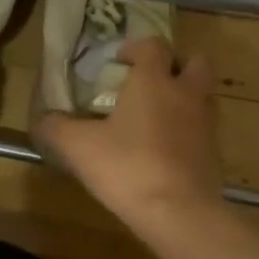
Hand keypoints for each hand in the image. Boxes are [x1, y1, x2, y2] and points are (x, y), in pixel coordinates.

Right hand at [35, 36, 223, 234]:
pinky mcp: (215, 153)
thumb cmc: (127, 167)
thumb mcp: (78, 147)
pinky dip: (189, 132)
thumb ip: (56, 128)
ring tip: (157, 118)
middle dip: (175, 66)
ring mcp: (207, 124)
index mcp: (154, 81)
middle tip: (151, 82)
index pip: (153, 45)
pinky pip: (204, 130)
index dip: (136, 48)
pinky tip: (166, 151)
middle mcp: (186, 94)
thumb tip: (43, 120)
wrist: (179, 213)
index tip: (119, 62)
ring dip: (185, 98)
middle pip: (195, 62)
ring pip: (204, 96)